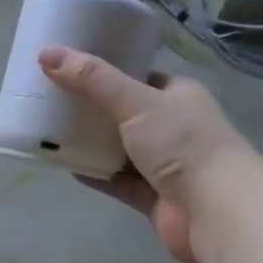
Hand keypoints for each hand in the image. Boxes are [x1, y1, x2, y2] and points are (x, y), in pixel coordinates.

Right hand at [38, 46, 248, 262]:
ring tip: (52, 132)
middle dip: (92, 110)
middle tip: (53, 101)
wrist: (215, 209)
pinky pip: (117, 181)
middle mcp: (172, 127)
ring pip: (119, 150)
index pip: (139, 77)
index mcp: (177, 95)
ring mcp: (163, 164)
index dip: (107, 72)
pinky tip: (67, 166)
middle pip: (124, 114)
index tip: (71, 69)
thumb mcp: (135, 102)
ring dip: (91, 145)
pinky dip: (95, 174)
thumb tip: (47, 54)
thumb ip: (92, 80)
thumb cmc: (181, 144)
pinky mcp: (152, 196)